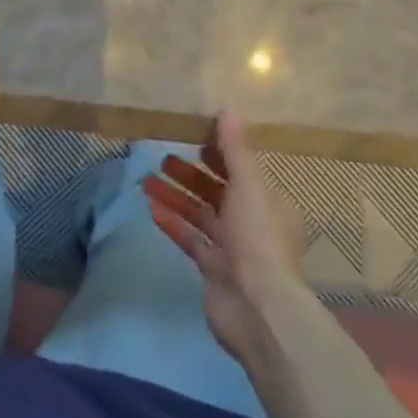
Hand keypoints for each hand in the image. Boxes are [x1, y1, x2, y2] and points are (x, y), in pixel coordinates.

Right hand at [144, 111, 307, 365]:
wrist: (257, 308)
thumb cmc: (257, 238)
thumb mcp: (249, 186)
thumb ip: (236, 149)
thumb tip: (228, 109)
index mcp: (270, 203)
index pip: (243, 170)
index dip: (219, 152)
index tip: (193, 136)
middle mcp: (254, 224)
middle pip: (218, 191)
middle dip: (191, 174)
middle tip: (163, 156)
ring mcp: (233, 249)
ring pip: (200, 214)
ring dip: (176, 196)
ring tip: (147, 180)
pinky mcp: (213, 269)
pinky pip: (190, 239)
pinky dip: (172, 223)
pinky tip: (151, 208)